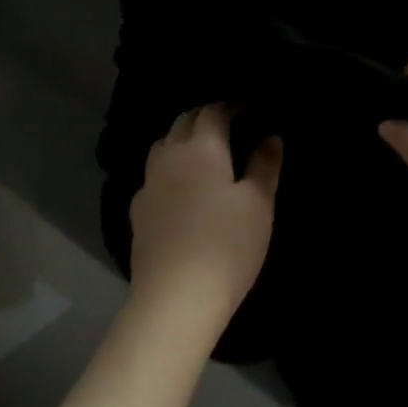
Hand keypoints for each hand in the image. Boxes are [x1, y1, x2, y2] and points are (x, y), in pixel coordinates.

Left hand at [129, 104, 281, 323]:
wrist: (175, 300)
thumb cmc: (227, 245)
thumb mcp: (259, 204)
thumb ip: (265, 165)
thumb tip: (271, 137)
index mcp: (201, 148)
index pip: (213, 111)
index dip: (231, 106)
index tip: (249, 110)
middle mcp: (169, 157)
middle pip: (183, 122)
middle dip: (204, 117)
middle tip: (229, 127)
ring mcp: (148, 185)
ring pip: (162, 147)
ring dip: (181, 140)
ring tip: (203, 154)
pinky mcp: (137, 213)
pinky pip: (153, 177)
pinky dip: (169, 172)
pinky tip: (180, 191)